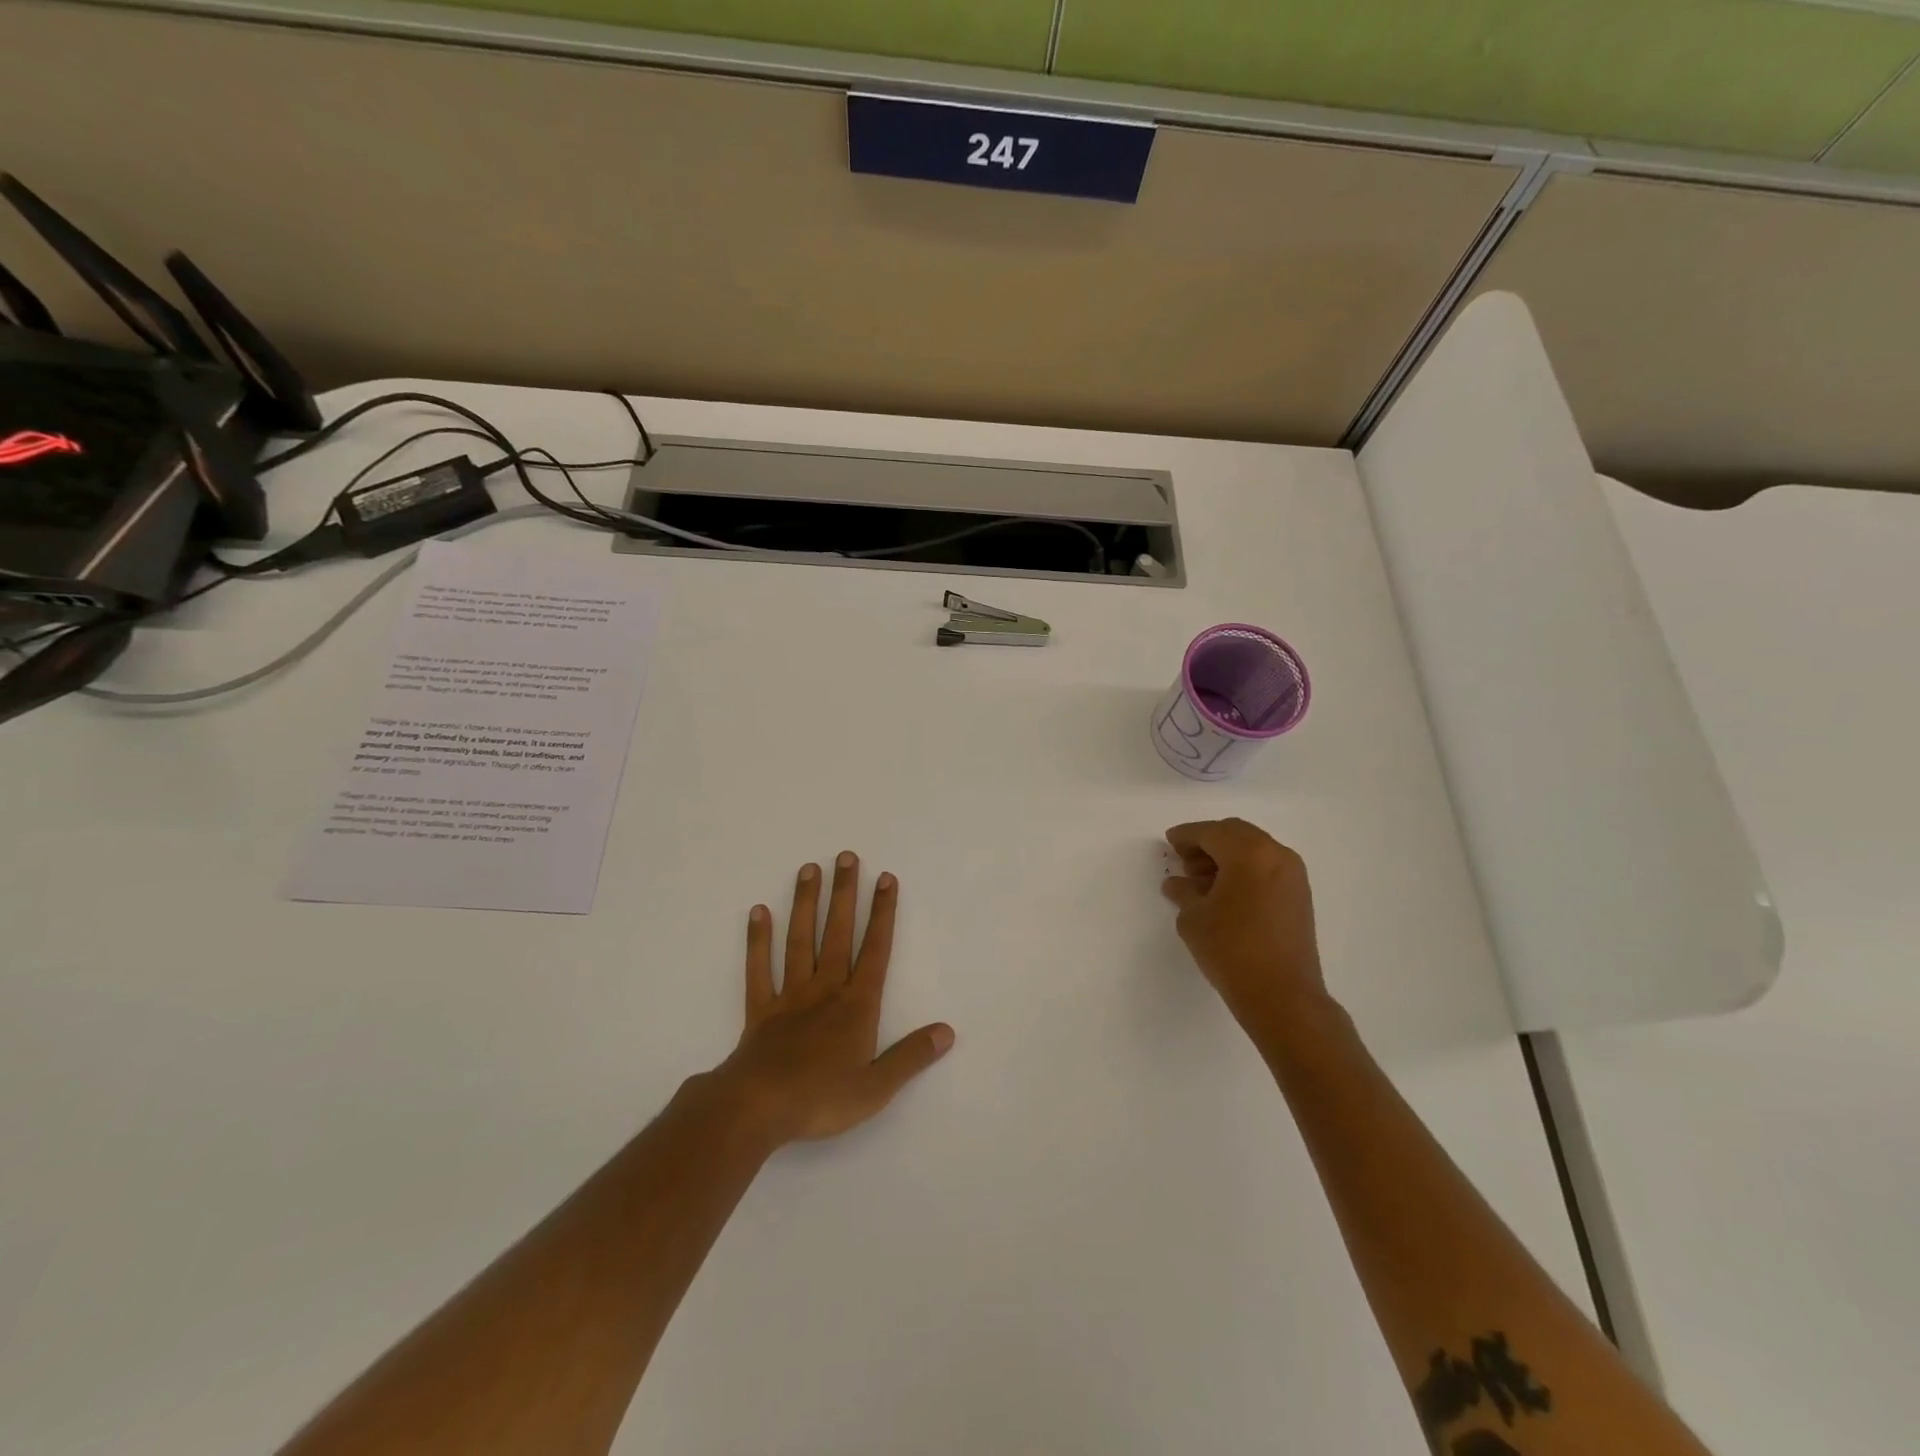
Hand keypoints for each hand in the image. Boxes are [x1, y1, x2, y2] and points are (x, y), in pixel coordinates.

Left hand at [711, 853, 953, 1149]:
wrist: (758, 1108)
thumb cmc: (821, 1098)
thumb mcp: (877, 1086)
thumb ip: (912, 1056)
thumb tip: (947, 1032)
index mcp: (856, 1006)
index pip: (875, 950)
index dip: (882, 914)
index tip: (885, 879)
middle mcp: (825, 990)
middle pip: (837, 934)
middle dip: (844, 895)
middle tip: (846, 857)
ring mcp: (789, 996)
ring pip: (799, 941)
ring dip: (805, 905)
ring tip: (808, 869)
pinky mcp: (760, 1010)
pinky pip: (759, 969)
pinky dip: (757, 941)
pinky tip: (758, 912)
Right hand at [1162, 819, 1331, 1037]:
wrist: (1282, 995)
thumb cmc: (1231, 949)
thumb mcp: (1193, 917)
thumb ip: (1183, 891)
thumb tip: (1178, 883)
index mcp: (1248, 852)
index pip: (1210, 832)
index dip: (1186, 836)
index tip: (1169, 842)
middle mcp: (1276, 854)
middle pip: (1235, 834)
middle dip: (1207, 843)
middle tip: (1184, 861)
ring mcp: (1293, 875)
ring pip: (1254, 850)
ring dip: (1227, 857)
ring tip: (1202, 882)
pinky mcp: (1300, 896)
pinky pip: (1267, 868)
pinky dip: (1245, 871)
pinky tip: (1226, 894)